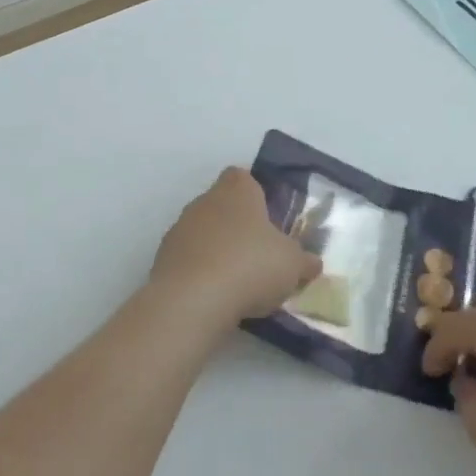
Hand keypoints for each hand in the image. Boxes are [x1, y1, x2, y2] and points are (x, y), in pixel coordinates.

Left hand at [147, 169, 321, 334]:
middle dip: (238, 226)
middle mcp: (205, 201)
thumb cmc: (251, 265)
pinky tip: (215, 296)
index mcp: (237, 191)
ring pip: (204, 233)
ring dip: (218, 250)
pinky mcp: (163, 258)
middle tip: (260, 254)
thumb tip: (311, 263)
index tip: (268, 218)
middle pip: (223, 205)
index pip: (243, 177)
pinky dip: (201, 272)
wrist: (193, 299)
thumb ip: (303, 261)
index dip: (256, 193)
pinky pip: (189, 259)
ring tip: (238, 282)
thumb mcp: (292, 265)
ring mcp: (180, 228)